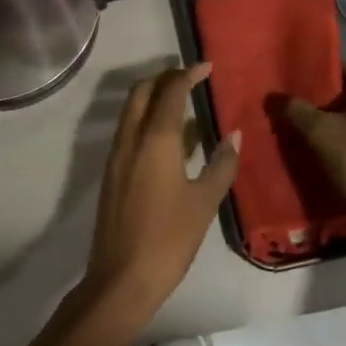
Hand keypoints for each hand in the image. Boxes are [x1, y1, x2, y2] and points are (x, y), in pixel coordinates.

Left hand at [82, 64, 239, 329]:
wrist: (121, 279)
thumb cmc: (168, 239)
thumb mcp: (204, 202)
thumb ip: (221, 164)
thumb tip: (234, 135)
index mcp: (154, 140)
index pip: (170, 91)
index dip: (188, 74)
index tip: (207, 66)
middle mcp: (130, 139)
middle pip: (142, 91)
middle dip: (165, 77)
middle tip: (191, 79)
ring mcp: (116, 156)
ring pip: (131, 110)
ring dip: (153, 97)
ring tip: (183, 103)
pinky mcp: (111, 173)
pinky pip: (128, 130)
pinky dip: (146, 119)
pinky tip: (169, 139)